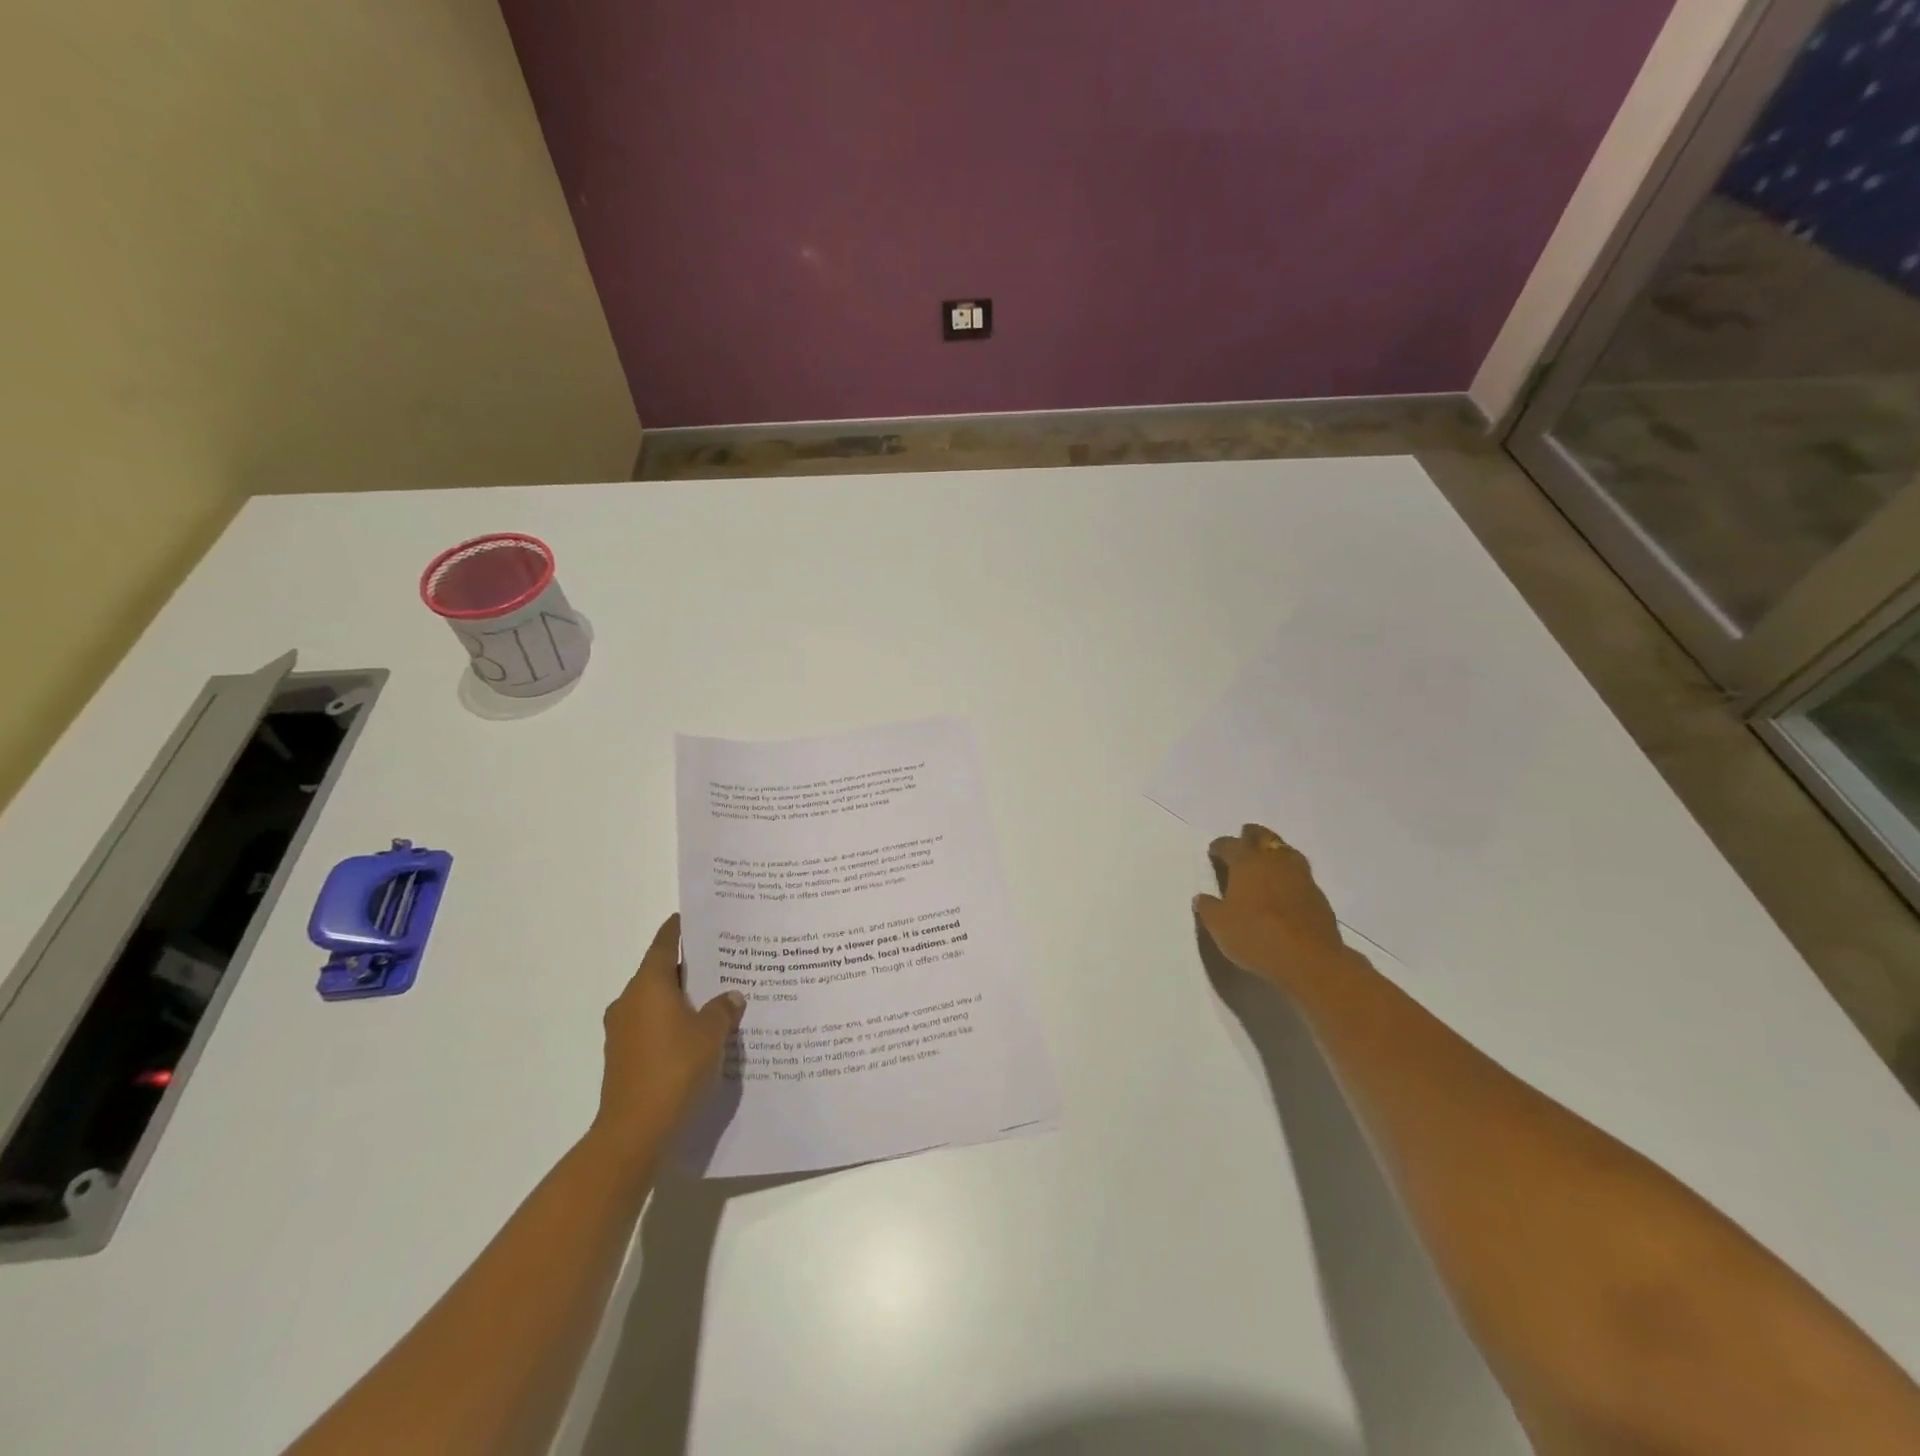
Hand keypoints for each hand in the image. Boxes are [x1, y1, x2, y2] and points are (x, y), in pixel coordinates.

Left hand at [591, 913, 744, 1149]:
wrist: (634, 1132)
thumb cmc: (674, 1069)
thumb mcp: (711, 1034)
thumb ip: (723, 1009)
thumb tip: (731, 996)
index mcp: (647, 986)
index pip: (664, 944)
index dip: (679, 929)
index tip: (694, 917)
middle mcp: (629, 1002)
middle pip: (660, 973)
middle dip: (688, 967)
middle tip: (721, 959)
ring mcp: (622, 1032)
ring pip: (656, 1002)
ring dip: (681, 999)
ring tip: (715, 998)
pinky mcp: (623, 1058)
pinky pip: (652, 1027)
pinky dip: (673, 1023)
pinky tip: (699, 1033)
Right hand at [1194, 823, 1355, 989]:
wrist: (1309, 960)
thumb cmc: (1256, 936)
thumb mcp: (1219, 925)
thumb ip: (1208, 908)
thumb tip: (1202, 897)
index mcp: (1247, 863)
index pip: (1230, 845)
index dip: (1220, 846)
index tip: (1214, 850)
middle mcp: (1275, 862)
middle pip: (1264, 838)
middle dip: (1252, 835)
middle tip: (1245, 836)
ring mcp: (1301, 878)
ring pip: (1287, 852)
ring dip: (1275, 851)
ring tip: (1268, 858)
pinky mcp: (1318, 897)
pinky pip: (1301, 875)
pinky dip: (1290, 875)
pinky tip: (1285, 887)